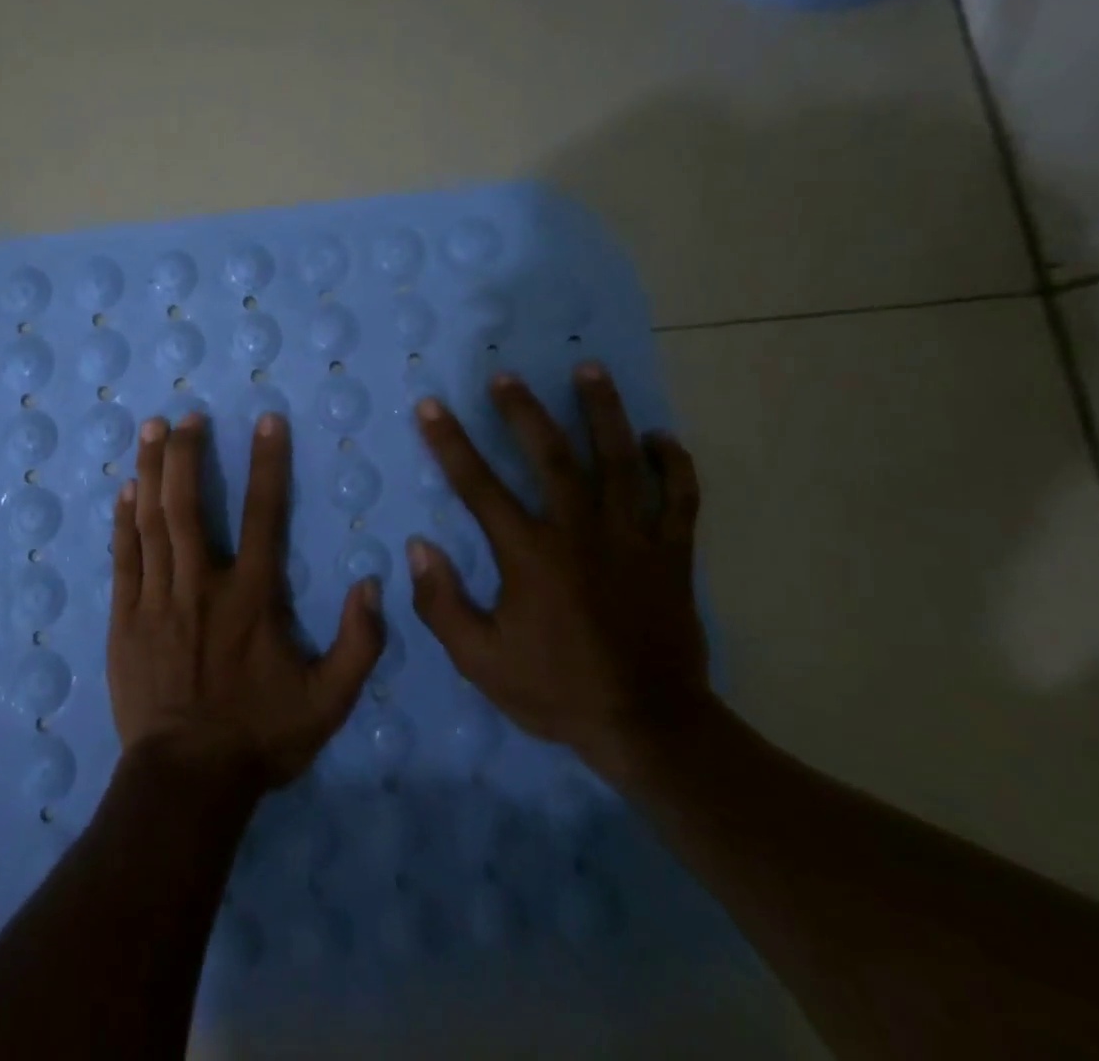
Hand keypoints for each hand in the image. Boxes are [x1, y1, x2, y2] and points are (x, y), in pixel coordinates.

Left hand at [109, 411, 385, 792]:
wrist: (187, 781)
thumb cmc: (260, 736)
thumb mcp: (329, 701)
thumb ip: (359, 643)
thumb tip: (372, 584)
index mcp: (252, 597)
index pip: (265, 515)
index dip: (268, 464)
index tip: (267, 421)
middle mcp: (202, 585)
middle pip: (190, 505)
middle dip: (188, 454)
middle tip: (186, 416)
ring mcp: (157, 599)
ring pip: (152, 522)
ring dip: (152, 471)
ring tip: (150, 430)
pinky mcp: (125, 618)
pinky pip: (124, 558)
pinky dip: (124, 521)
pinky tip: (125, 490)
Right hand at [407, 362, 710, 778]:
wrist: (650, 728)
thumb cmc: (556, 690)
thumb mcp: (480, 661)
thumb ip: (443, 604)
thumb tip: (419, 547)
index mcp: (531, 555)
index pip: (479, 486)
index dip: (450, 443)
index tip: (431, 406)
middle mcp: (581, 533)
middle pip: (551, 456)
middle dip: (524, 411)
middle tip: (506, 375)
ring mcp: (633, 539)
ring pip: (619, 461)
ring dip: (603, 412)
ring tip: (590, 370)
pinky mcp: (673, 554)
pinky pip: (679, 498)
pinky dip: (674, 464)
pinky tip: (661, 437)